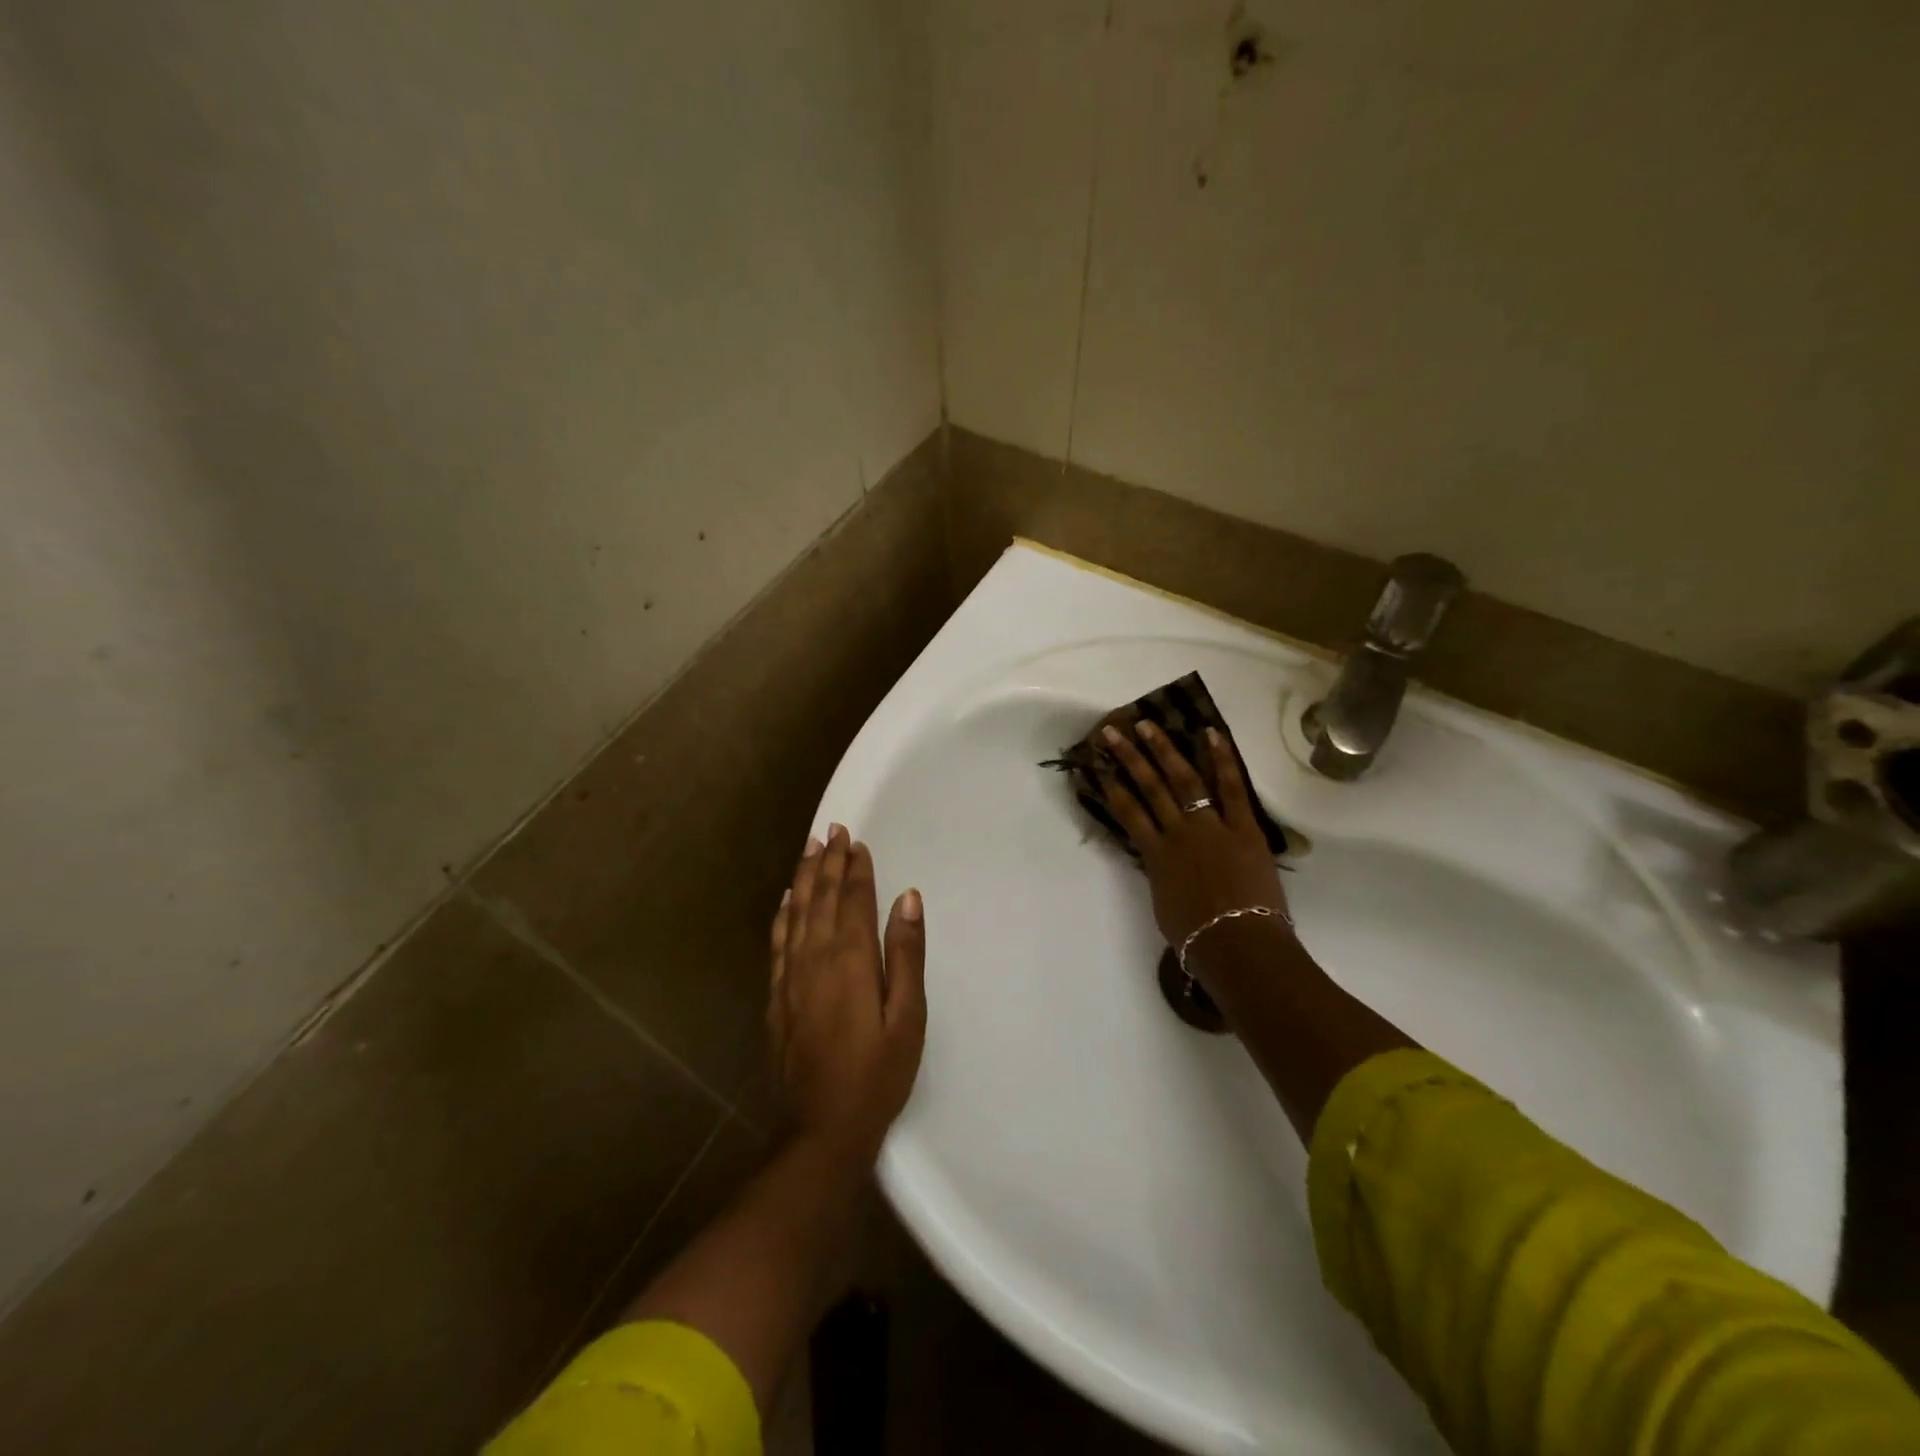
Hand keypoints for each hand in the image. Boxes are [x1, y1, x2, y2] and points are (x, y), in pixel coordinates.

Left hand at [768, 824, 926, 1164]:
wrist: (821, 1128)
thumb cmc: (877, 1073)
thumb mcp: (908, 1017)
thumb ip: (906, 954)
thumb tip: (908, 898)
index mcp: (851, 959)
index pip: (853, 900)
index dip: (856, 869)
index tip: (856, 841)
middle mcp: (816, 957)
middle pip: (822, 898)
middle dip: (829, 862)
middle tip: (833, 830)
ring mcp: (791, 976)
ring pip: (796, 912)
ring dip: (804, 878)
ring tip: (810, 848)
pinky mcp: (777, 997)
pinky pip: (778, 941)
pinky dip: (782, 914)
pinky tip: (786, 900)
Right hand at [1097, 721, 1288, 948]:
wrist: (1238, 944)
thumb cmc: (1197, 937)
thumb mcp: (1165, 904)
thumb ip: (1161, 876)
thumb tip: (1160, 862)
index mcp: (1156, 855)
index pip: (1127, 813)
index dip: (1111, 787)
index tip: (1098, 765)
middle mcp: (1177, 832)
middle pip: (1149, 788)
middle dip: (1129, 757)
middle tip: (1113, 731)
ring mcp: (1210, 826)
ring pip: (1183, 780)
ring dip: (1164, 750)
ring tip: (1148, 725)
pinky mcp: (1243, 827)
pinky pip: (1232, 788)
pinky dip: (1222, 759)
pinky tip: (1210, 733)